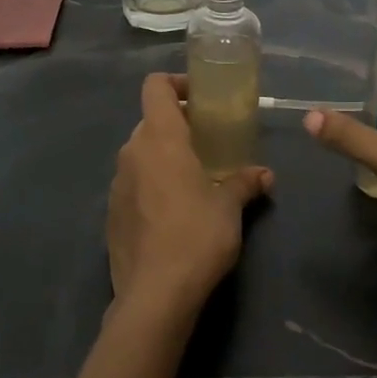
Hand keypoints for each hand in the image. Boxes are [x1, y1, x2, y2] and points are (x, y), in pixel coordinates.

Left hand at [106, 72, 273, 327]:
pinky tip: (174, 212)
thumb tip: (265, 175)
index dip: (176, 83)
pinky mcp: (111, 214)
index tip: (201, 98)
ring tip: (194, 178)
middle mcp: (132, 153)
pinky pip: (133, 184)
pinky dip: (151, 184)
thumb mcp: (230, 207)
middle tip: (207, 142)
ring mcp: (117, 184)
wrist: (155, 294)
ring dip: (164, 156)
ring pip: (140, 154)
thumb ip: (245, 182)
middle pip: (150, 121)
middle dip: (177, 125)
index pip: (155, 87)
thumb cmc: (197, 236)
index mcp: (160, 139)